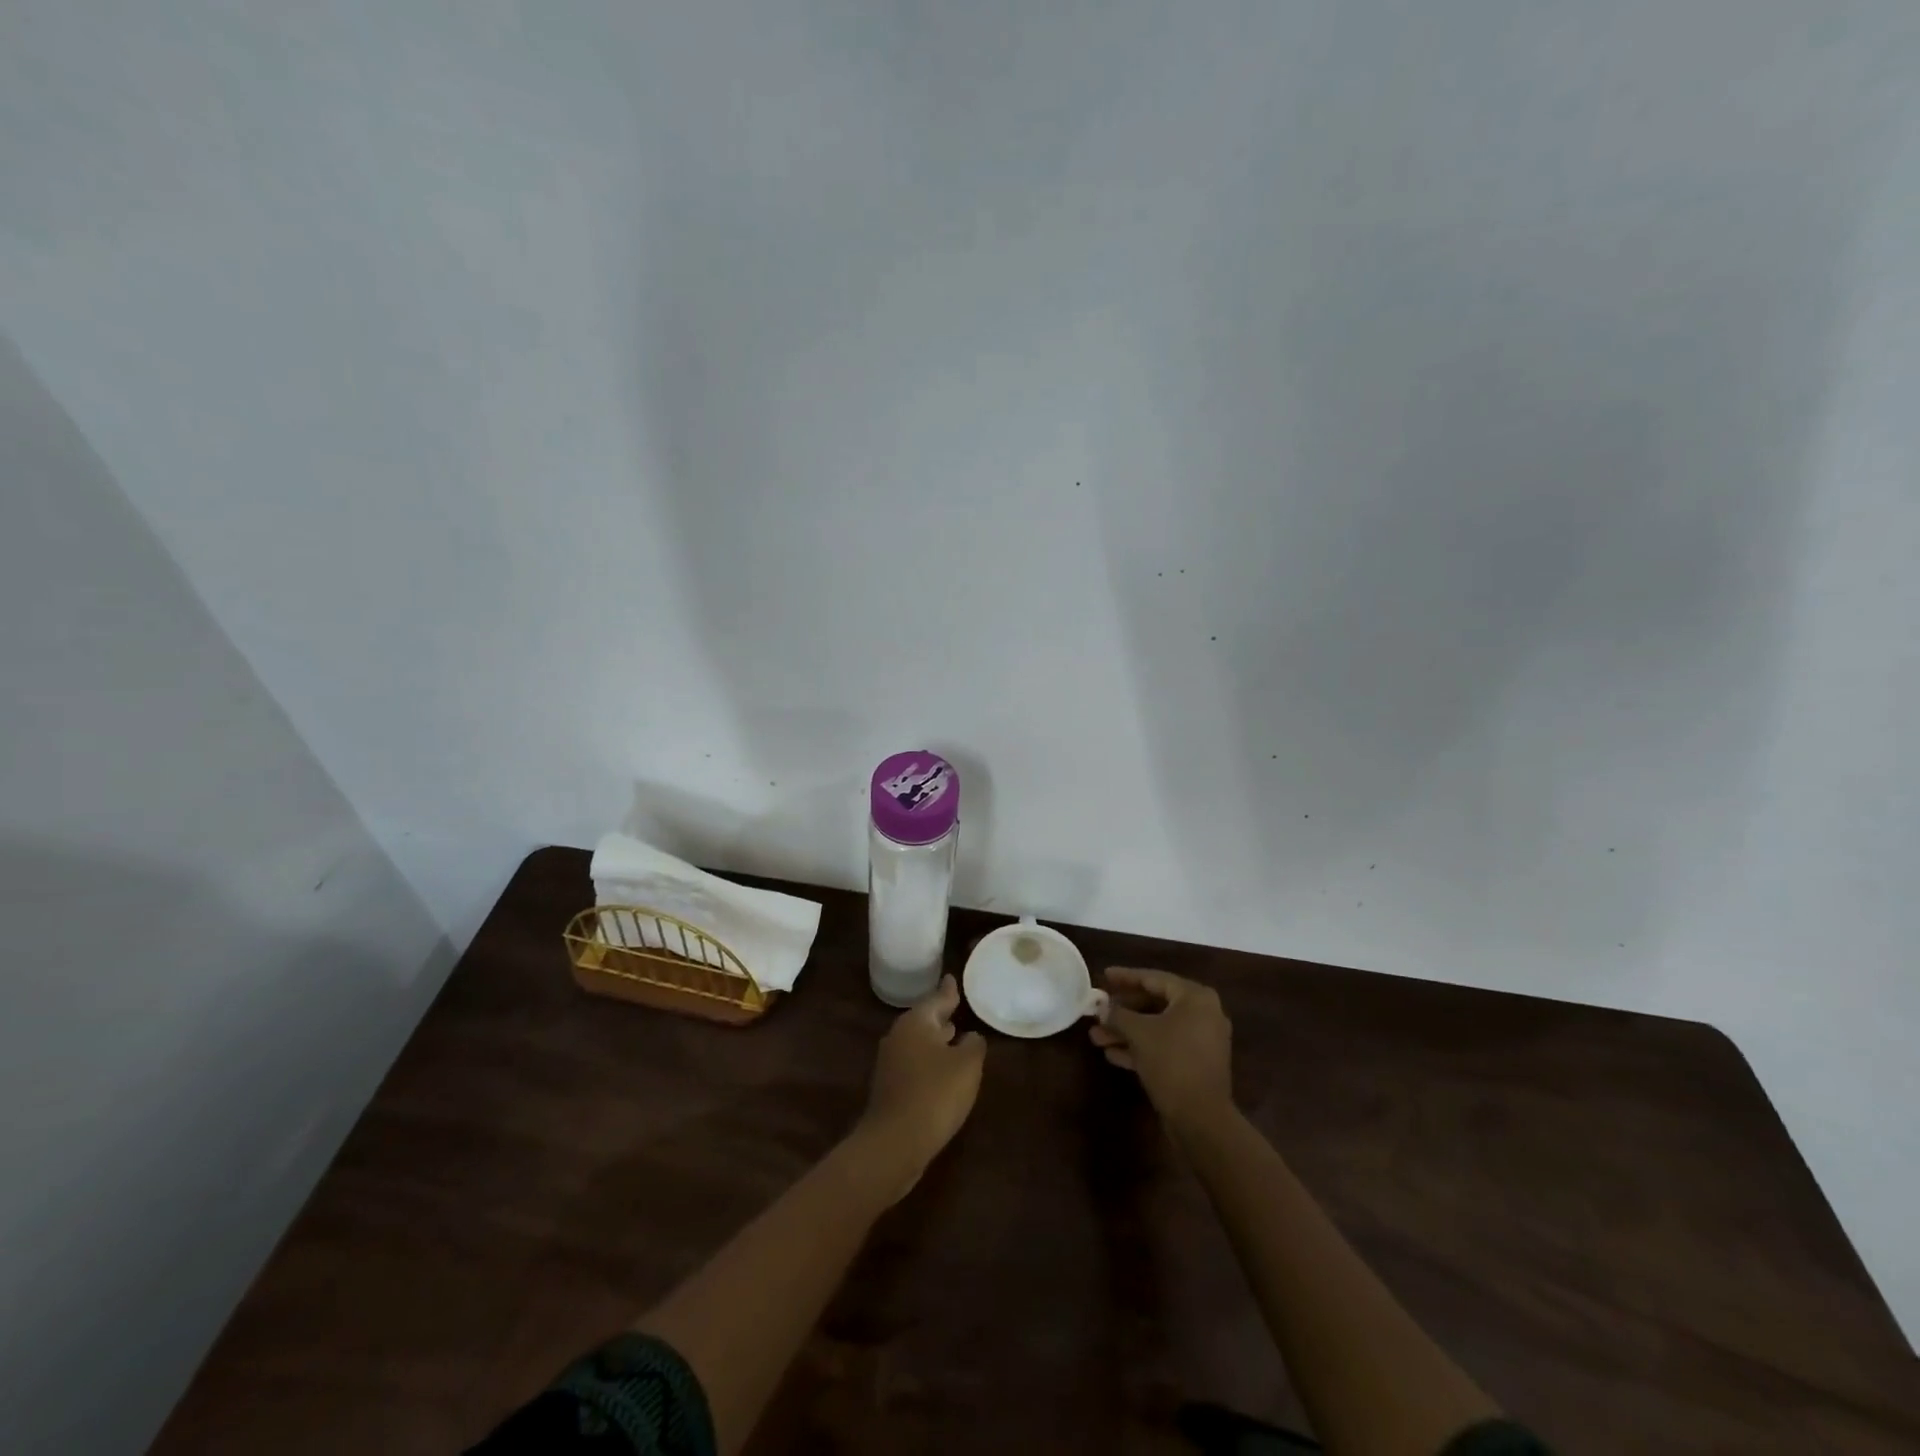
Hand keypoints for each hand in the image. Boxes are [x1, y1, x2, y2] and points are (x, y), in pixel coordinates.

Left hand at [857, 975, 985, 1199]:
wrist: (894, 1142)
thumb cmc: (935, 1094)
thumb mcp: (967, 1065)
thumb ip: (973, 1045)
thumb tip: (970, 1036)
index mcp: (916, 1022)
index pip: (937, 999)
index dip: (948, 991)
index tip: (952, 977)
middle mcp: (899, 1036)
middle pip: (924, 1019)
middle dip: (941, 1015)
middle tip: (956, 1005)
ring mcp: (891, 1062)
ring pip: (918, 1042)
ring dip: (935, 1039)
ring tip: (954, 1034)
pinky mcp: (890, 1087)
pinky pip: (914, 1063)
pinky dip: (929, 1060)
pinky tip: (942, 1069)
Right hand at [1089, 967, 1233, 1132]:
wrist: (1201, 1118)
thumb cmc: (1171, 1062)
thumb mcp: (1139, 1033)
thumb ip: (1117, 1015)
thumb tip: (1101, 1008)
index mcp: (1195, 998)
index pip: (1154, 979)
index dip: (1126, 977)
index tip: (1104, 975)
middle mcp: (1203, 1014)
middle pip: (1155, 1004)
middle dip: (1122, 1011)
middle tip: (1098, 1011)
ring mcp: (1200, 1041)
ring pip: (1157, 1028)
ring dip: (1126, 1032)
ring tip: (1096, 1037)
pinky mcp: (1195, 1064)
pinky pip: (1164, 1046)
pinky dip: (1140, 1048)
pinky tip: (1112, 1055)